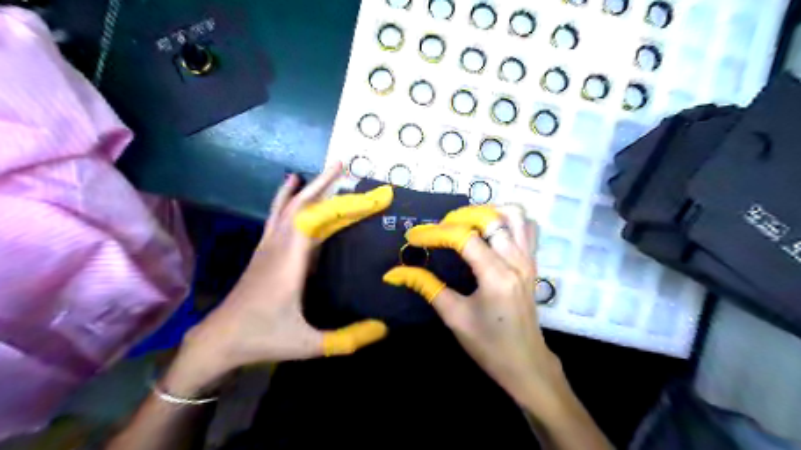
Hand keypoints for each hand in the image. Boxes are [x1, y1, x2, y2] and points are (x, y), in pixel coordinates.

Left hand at [179, 166, 394, 389]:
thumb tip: (383, 329)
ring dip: (308, 187)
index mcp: (290, 262)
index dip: (345, 205)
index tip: (368, 197)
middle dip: (325, 184)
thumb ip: (346, 339)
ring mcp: (268, 247)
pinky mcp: (264, 251)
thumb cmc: (262, 338)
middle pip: (302, 205)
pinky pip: (279, 216)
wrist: (219, 340)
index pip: (318, 220)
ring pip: (288, 207)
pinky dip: (289, 198)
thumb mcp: (307, 344)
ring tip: (326, 171)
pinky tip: (292, 187)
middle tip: (346, 168)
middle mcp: (278, 247)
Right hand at [381, 206, 562, 409]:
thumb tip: (396, 272)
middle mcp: (516, 260)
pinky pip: (526, 227)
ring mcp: (529, 259)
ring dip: (487, 212)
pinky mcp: (533, 262)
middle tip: (439, 229)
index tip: (413, 238)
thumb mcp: (454, 316)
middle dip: (459, 216)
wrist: (525, 363)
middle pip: (490, 218)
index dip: (435, 233)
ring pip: (514, 215)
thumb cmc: (488, 344)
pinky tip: (489, 232)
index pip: (464, 238)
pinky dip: (507, 220)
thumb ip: (427, 287)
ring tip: (465, 224)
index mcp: (496, 276)